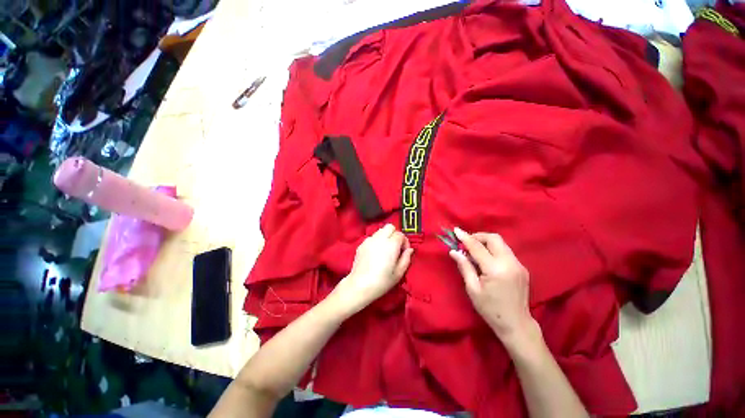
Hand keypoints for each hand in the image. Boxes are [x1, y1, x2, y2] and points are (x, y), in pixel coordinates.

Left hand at [330, 224, 412, 315]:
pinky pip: (372, 237)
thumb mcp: (399, 273)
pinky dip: (376, 241)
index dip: (404, 242)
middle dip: (395, 234)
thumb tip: (409, 249)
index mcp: (391, 244)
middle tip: (395, 247)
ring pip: (380, 230)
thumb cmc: (382, 281)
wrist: (360, 285)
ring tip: (385, 250)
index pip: (400, 234)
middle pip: (390, 227)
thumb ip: (406, 258)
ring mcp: (369, 240)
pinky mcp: (361, 244)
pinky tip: (375, 253)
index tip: (404, 252)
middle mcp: (379, 238)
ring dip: (385, 237)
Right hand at [449, 228, 537, 348]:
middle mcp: (510, 263)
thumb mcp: (473, 289)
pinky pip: (505, 251)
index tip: (456, 230)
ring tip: (474, 251)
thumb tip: (454, 251)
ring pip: (501, 243)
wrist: (516, 324)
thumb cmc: (490, 309)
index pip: (478, 247)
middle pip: (494, 238)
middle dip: (478, 236)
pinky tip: (486, 259)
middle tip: (466, 242)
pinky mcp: (522, 268)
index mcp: (496, 269)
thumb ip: (464, 267)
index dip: (465, 237)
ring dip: (486, 242)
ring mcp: (518, 265)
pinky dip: (493, 249)